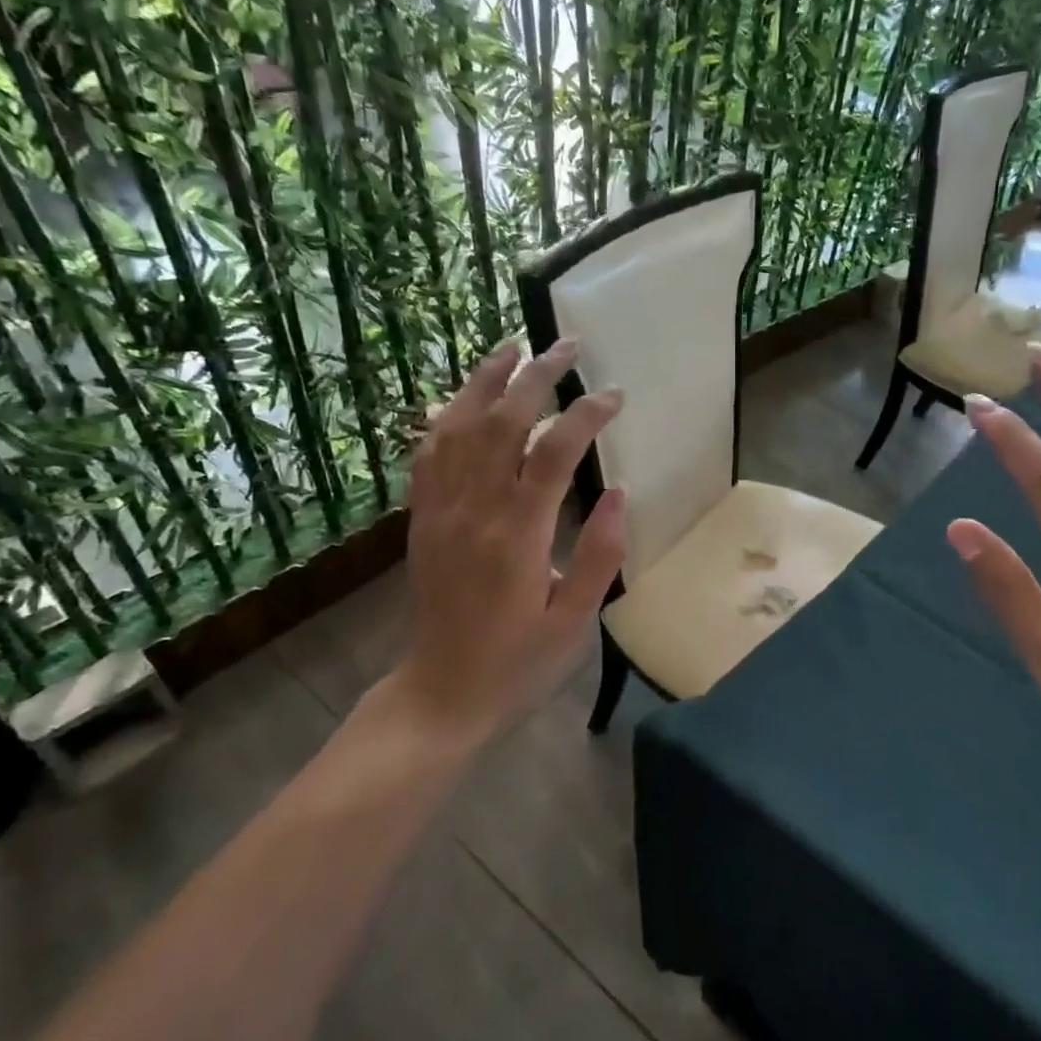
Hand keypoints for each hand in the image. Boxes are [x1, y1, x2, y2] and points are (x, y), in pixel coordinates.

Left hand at [382, 338, 625, 750]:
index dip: (585, 416)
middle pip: (501, 423)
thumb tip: (617, 493)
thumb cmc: (518, 664)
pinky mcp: (422, 520)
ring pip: (457, 427)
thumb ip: (599, 555)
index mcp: (517, 537)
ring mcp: (440, 512)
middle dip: (536, 377)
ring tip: (513, 348)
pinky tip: (466, 400)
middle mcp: (473, 512)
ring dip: (485, 382)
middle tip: (567, 346)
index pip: (552, 454)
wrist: (440, 694)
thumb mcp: (574, 621)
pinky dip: (448, 417)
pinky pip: (428, 454)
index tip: (614, 396)